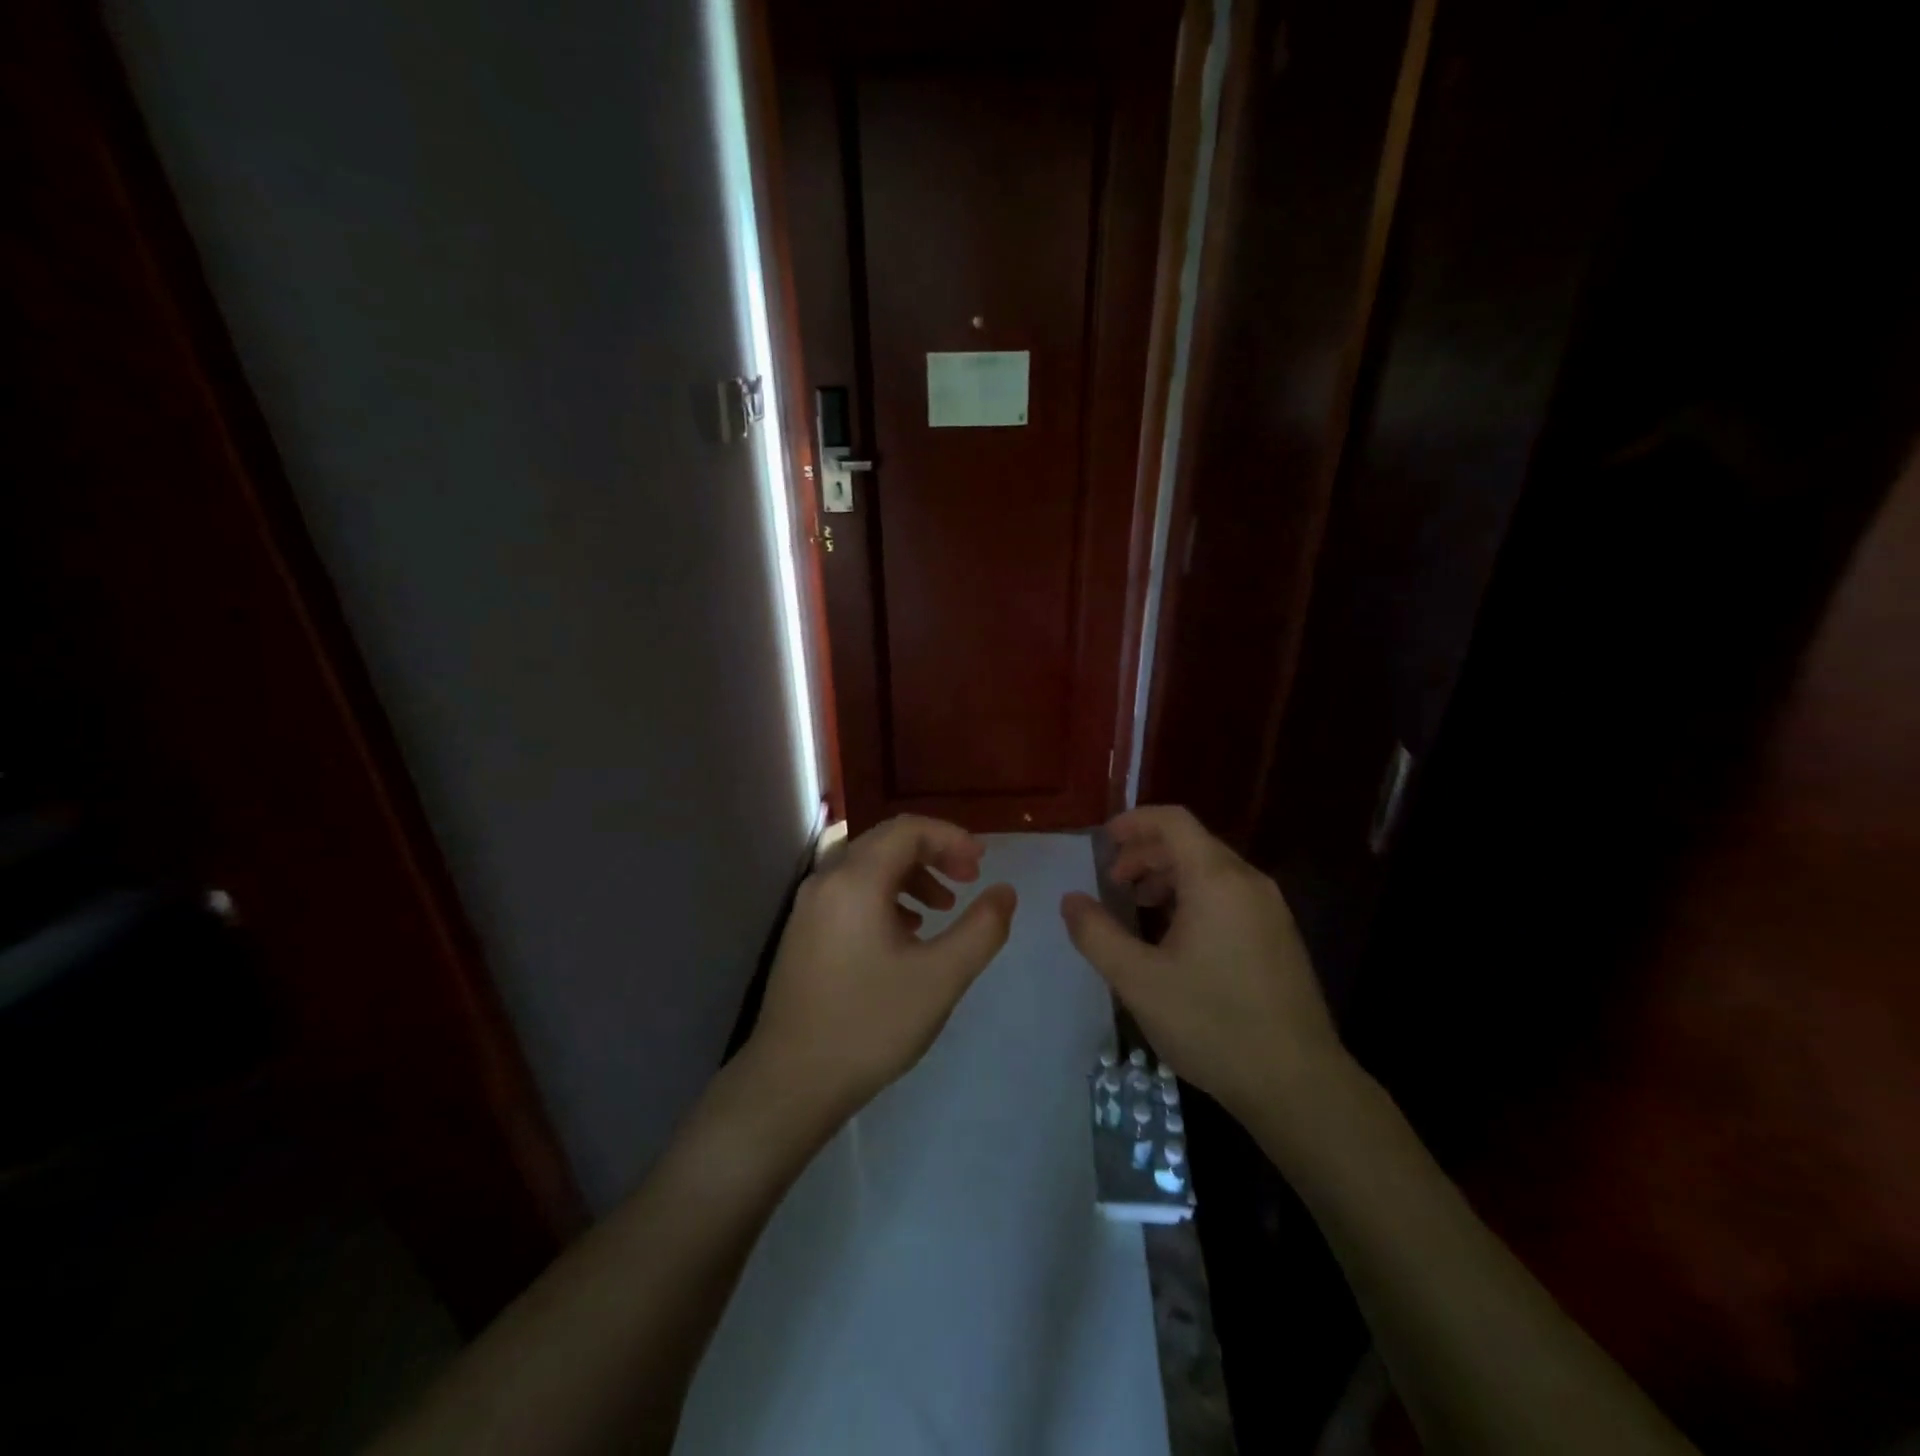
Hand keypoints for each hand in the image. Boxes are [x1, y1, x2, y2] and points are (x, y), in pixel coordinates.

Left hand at [748, 815, 1016, 1125]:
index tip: (982, 864)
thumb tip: (1005, 891)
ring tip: (942, 908)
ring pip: (867, 867)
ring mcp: (809, 906)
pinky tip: (906, 932)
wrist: (791, 1082)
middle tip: (969, 879)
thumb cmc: (870, 1025)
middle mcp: (826, 880)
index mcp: (856, 880)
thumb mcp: (940, 978)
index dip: (951, 837)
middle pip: (886, 842)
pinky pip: (850, 892)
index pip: (908, 830)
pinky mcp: (803, 931)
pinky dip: (885, 896)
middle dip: (933, 853)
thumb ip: (982, 929)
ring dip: (910, 875)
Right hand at [1059, 805, 1344, 1122]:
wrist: (1297, 1084)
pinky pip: (1229, 895)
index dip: (1133, 822)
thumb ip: (1096, 934)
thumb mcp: (1138, 980)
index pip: (1173, 821)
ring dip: (1168, 876)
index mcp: (1216, 880)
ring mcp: (1270, 910)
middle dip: (1145, 853)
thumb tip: (1071, 900)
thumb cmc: (1212, 1023)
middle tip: (1112, 882)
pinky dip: (1194, 896)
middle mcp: (1248, 882)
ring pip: (1211, 870)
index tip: (1102, 842)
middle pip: (1191, 843)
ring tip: (1139, 906)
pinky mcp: (1279, 937)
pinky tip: (1176, 936)